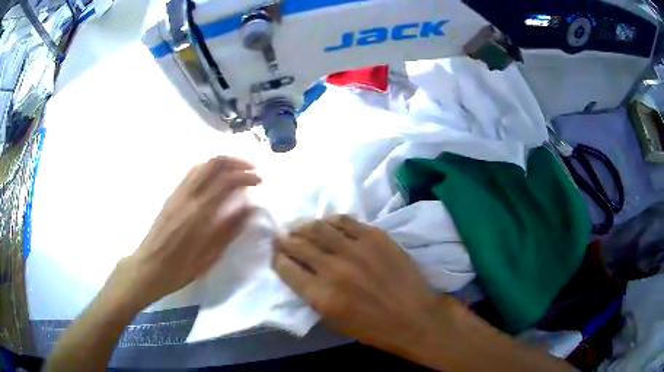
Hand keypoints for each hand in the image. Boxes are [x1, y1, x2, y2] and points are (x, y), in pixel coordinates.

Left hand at [106, 157, 260, 310]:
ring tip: (236, 170)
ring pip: (201, 165)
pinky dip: (208, 169)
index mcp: (199, 213)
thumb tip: (249, 208)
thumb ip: (229, 230)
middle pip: (213, 163)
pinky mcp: (171, 196)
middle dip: (235, 161)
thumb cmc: (180, 269)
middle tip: (251, 169)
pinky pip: (192, 173)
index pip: (226, 181)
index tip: (259, 181)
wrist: (149, 268)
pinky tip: (215, 179)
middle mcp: (188, 196)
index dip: (246, 176)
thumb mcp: (209, 256)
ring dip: (221, 162)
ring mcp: (177, 193)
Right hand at [272, 215, 445, 354]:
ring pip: (319, 228)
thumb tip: (301, 275)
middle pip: (299, 245)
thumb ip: (314, 298)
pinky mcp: (375, 237)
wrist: (415, 317)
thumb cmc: (374, 328)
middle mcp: (334, 269)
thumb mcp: (335, 323)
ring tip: (299, 228)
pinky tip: (326, 223)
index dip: (278, 260)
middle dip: (285, 240)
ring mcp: (356, 249)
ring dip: (303, 227)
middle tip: (280, 237)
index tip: (277, 256)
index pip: (287, 270)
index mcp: (322, 296)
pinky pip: (345, 221)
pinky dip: (330, 220)